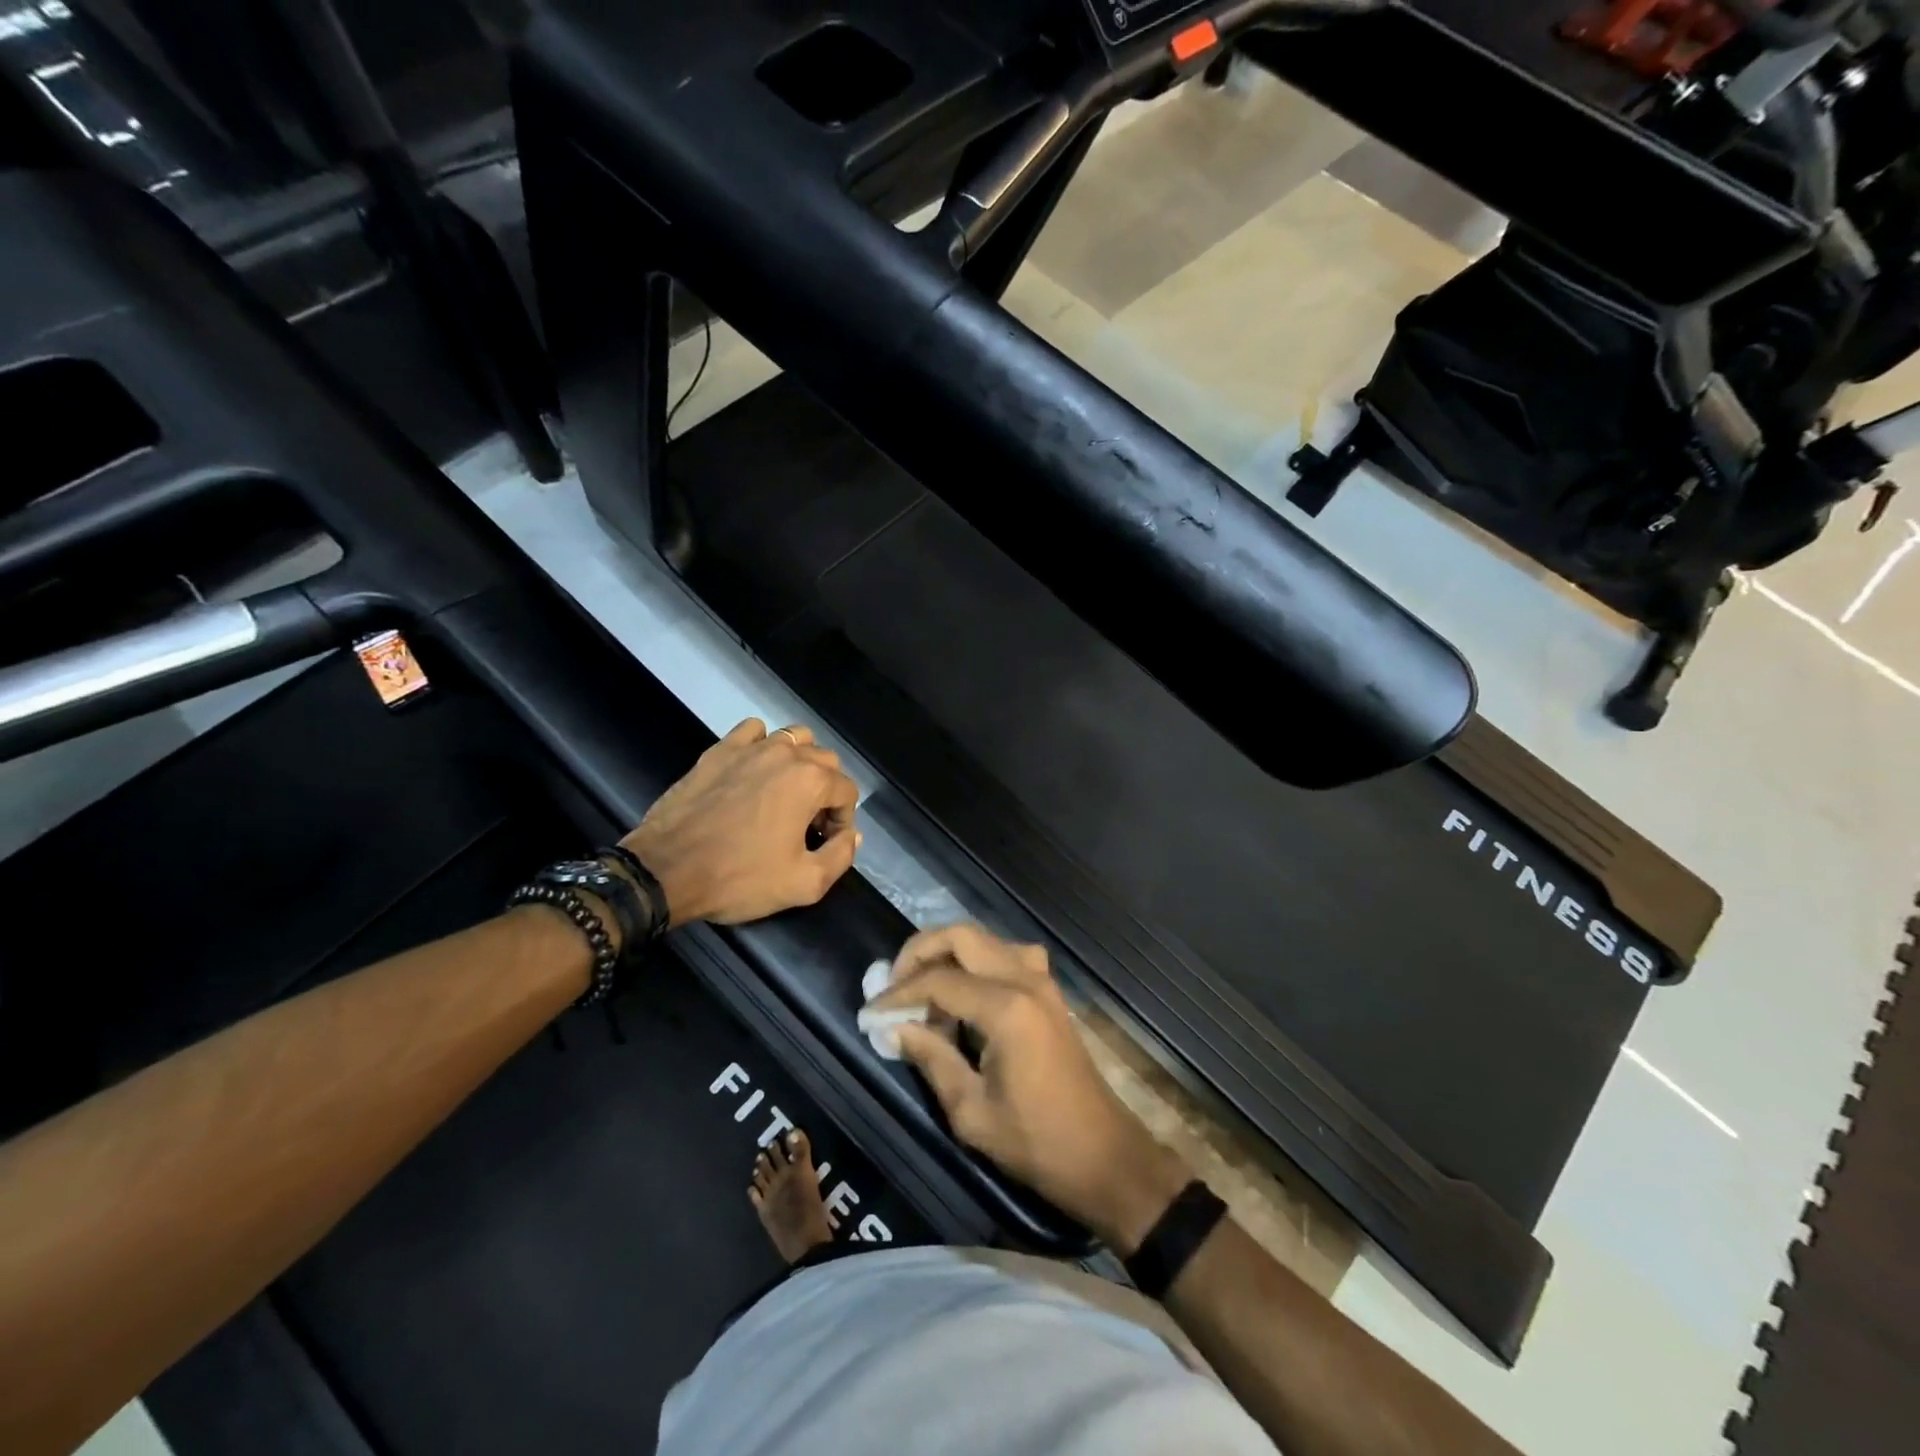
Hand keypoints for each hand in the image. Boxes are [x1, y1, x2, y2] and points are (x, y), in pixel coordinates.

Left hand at [621, 719, 860, 925]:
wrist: (666, 871)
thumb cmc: (739, 878)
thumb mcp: (804, 883)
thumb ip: (840, 857)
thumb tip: (851, 836)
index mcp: (811, 781)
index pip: (847, 792)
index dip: (842, 821)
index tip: (824, 844)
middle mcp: (786, 754)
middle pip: (825, 761)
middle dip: (826, 791)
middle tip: (807, 825)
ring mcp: (749, 748)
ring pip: (794, 738)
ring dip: (800, 762)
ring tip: (786, 794)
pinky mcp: (718, 751)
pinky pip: (752, 731)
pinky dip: (762, 744)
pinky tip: (754, 770)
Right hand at [872, 924, 1189, 1253]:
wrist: (1104, 1155)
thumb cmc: (1036, 1142)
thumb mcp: (971, 1112)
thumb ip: (931, 1058)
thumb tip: (896, 1027)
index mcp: (1006, 1009)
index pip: (938, 980)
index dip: (898, 993)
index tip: (871, 1012)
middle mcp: (1025, 980)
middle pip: (962, 935)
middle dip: (920, 951)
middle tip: (895, 985)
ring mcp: (1042, 980)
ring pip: (985, 938)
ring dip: (949, 952)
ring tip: (924, 989)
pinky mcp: (1049, 991)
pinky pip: (1006, 954)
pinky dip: (977, 961)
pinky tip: (964, 995)